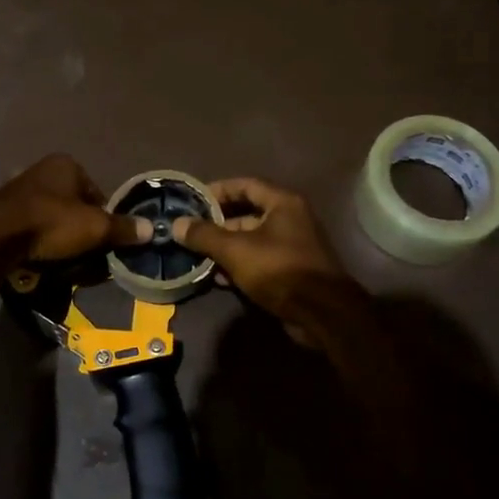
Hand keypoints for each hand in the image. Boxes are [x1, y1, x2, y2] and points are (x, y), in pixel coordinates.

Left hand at [0, 154, 150, 262]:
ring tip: (61, 259)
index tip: (103, 242)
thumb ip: (123, 228)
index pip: (97, 193)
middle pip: (73, 204)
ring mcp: (19, 188)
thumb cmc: (52, 223)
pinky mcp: (1, 209)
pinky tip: (38, 256)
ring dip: (58, 235)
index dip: (104, 219)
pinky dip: (37, 239)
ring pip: (51, 216)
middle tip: (84, 254)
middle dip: (80, 228)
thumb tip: (152, 228)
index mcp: (67, 164)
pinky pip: (30, 226)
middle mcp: (42, 169)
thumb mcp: (95, 228)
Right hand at [171, 178, 351, 338]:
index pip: (245, 185)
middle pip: (246, 214)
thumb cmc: (278, 269)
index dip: (218, 190)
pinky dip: (238, 265)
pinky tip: (217, 278)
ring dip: (224, 248)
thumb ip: (205, 235)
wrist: (321, 313)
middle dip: (217, 224)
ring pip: (250, 240)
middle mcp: (290, 219)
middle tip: (190, 233)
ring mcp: (292, 246)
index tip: (193, 201)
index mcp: (282, 203)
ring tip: (197, 257)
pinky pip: (258, 260)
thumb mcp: (235, 250)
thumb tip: (177, 224)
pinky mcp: (290, 270)